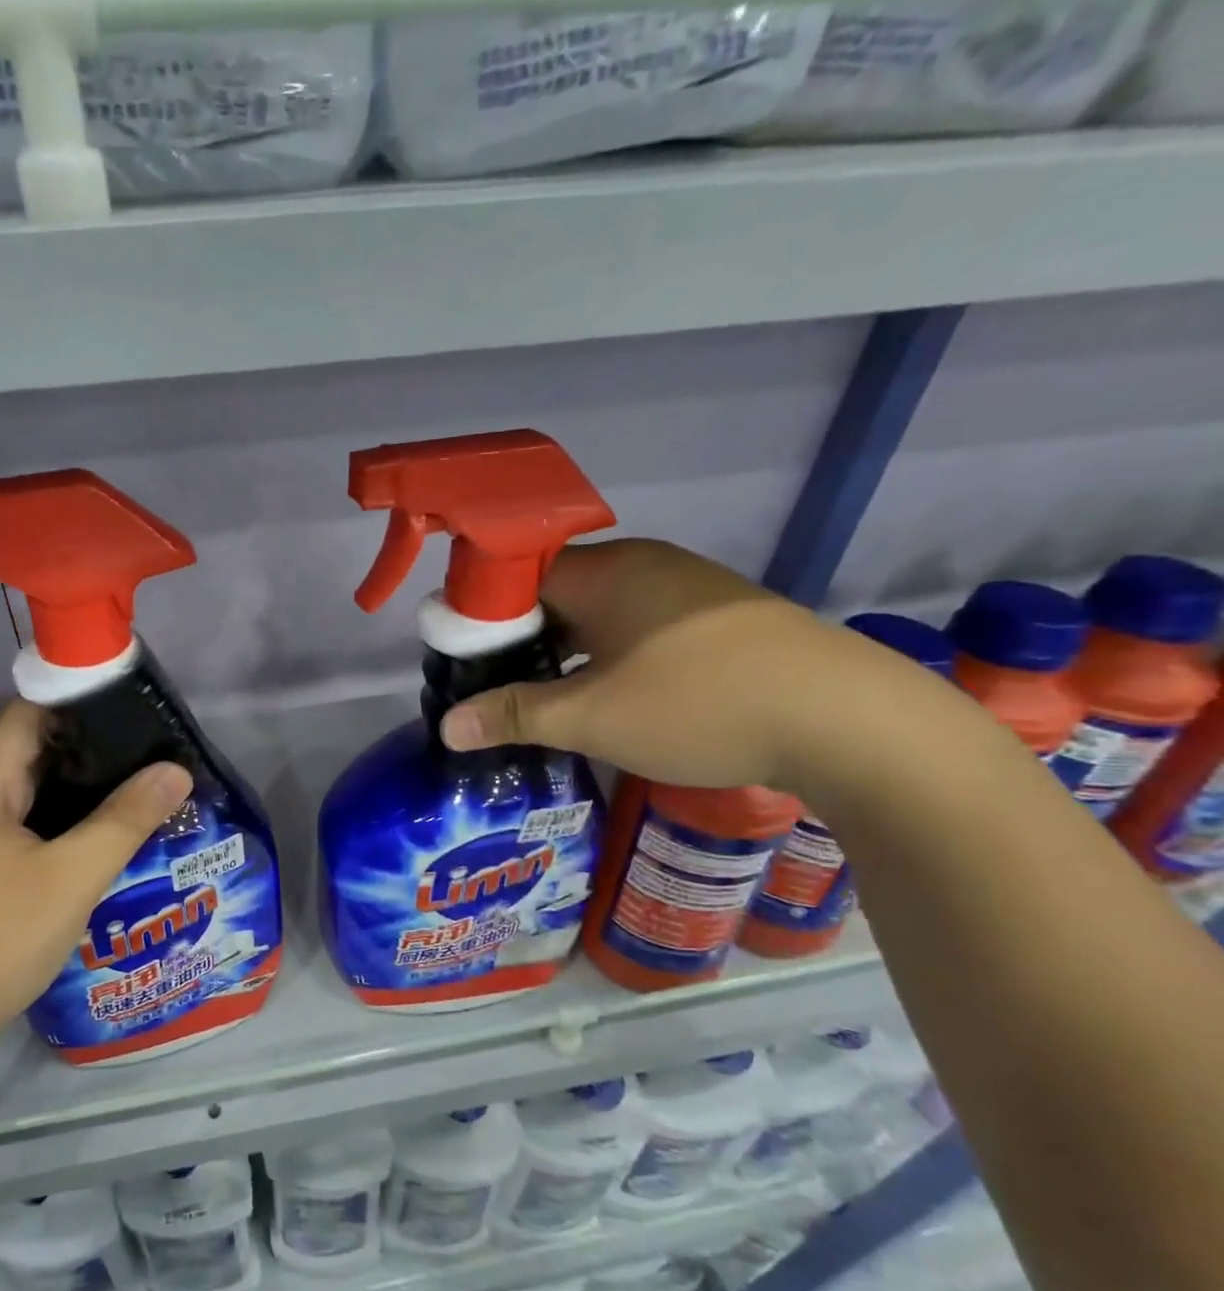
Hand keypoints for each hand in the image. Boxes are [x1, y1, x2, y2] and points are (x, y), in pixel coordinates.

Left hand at [0, 701, 192, 1054]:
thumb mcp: (74, 876)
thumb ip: (126, 819)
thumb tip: (178, 770)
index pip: (28, 712)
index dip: (77, 701)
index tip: (131, 708)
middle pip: (28, 749)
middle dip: (86, 746)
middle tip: (146, 750)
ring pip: (24, 789)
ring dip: (73, 785)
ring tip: (132, 784)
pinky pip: (17, 821)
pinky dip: (56, 816)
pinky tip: (93, 832)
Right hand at [439, 540, 936, 794]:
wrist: (846, 721)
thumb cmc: (699, 706)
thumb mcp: (592, 718)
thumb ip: (515, 714)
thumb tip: (445, 725)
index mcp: (605, 572)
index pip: (517, 576)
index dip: (484, 616)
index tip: (466, 661)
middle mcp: (644, 564)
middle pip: (557, 593)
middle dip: (523, 640)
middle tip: (500, 688)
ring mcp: (688, 588)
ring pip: (601, 612)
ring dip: (569, 651)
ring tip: (549, 699)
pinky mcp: (720, 617)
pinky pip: (640, 625)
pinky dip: (612, 655)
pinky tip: (614, 695)